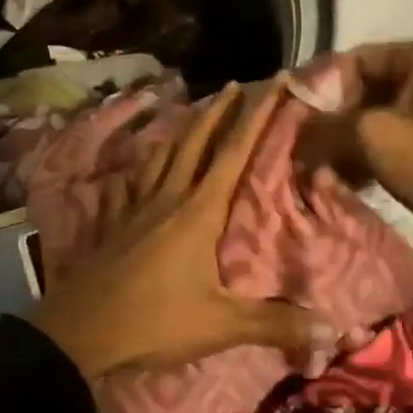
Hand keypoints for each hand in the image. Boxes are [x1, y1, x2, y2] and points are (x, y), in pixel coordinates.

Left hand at [32, 83, 336, 379]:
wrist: (81, 328)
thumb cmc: (156, 320)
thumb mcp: (220, 325)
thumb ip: (274, 324)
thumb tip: (330, 331)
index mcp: (199, 211)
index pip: (235, 152)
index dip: (258, 115)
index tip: (275, 82)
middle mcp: (169, 196)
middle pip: (196, 141)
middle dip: (218, 110)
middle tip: (233, 84)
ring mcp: (136, 205)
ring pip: (162, 155)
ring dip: (181, 131)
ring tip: (192, 114)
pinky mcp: (114, 220)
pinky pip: (128, 183)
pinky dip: (138, 169)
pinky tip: (136, 168)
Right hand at [305, 40, 412, 324]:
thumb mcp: (375, 139)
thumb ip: (327, 126)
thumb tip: (296, 129)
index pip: (354, 59)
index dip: (320, 87)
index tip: (294, 118)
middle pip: (367, 87)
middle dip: (335, 119)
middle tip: (307, 147)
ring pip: (382, 114)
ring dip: (352, 140)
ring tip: (325, 168)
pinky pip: (402, 135)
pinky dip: (375, 153)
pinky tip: (353, 179)